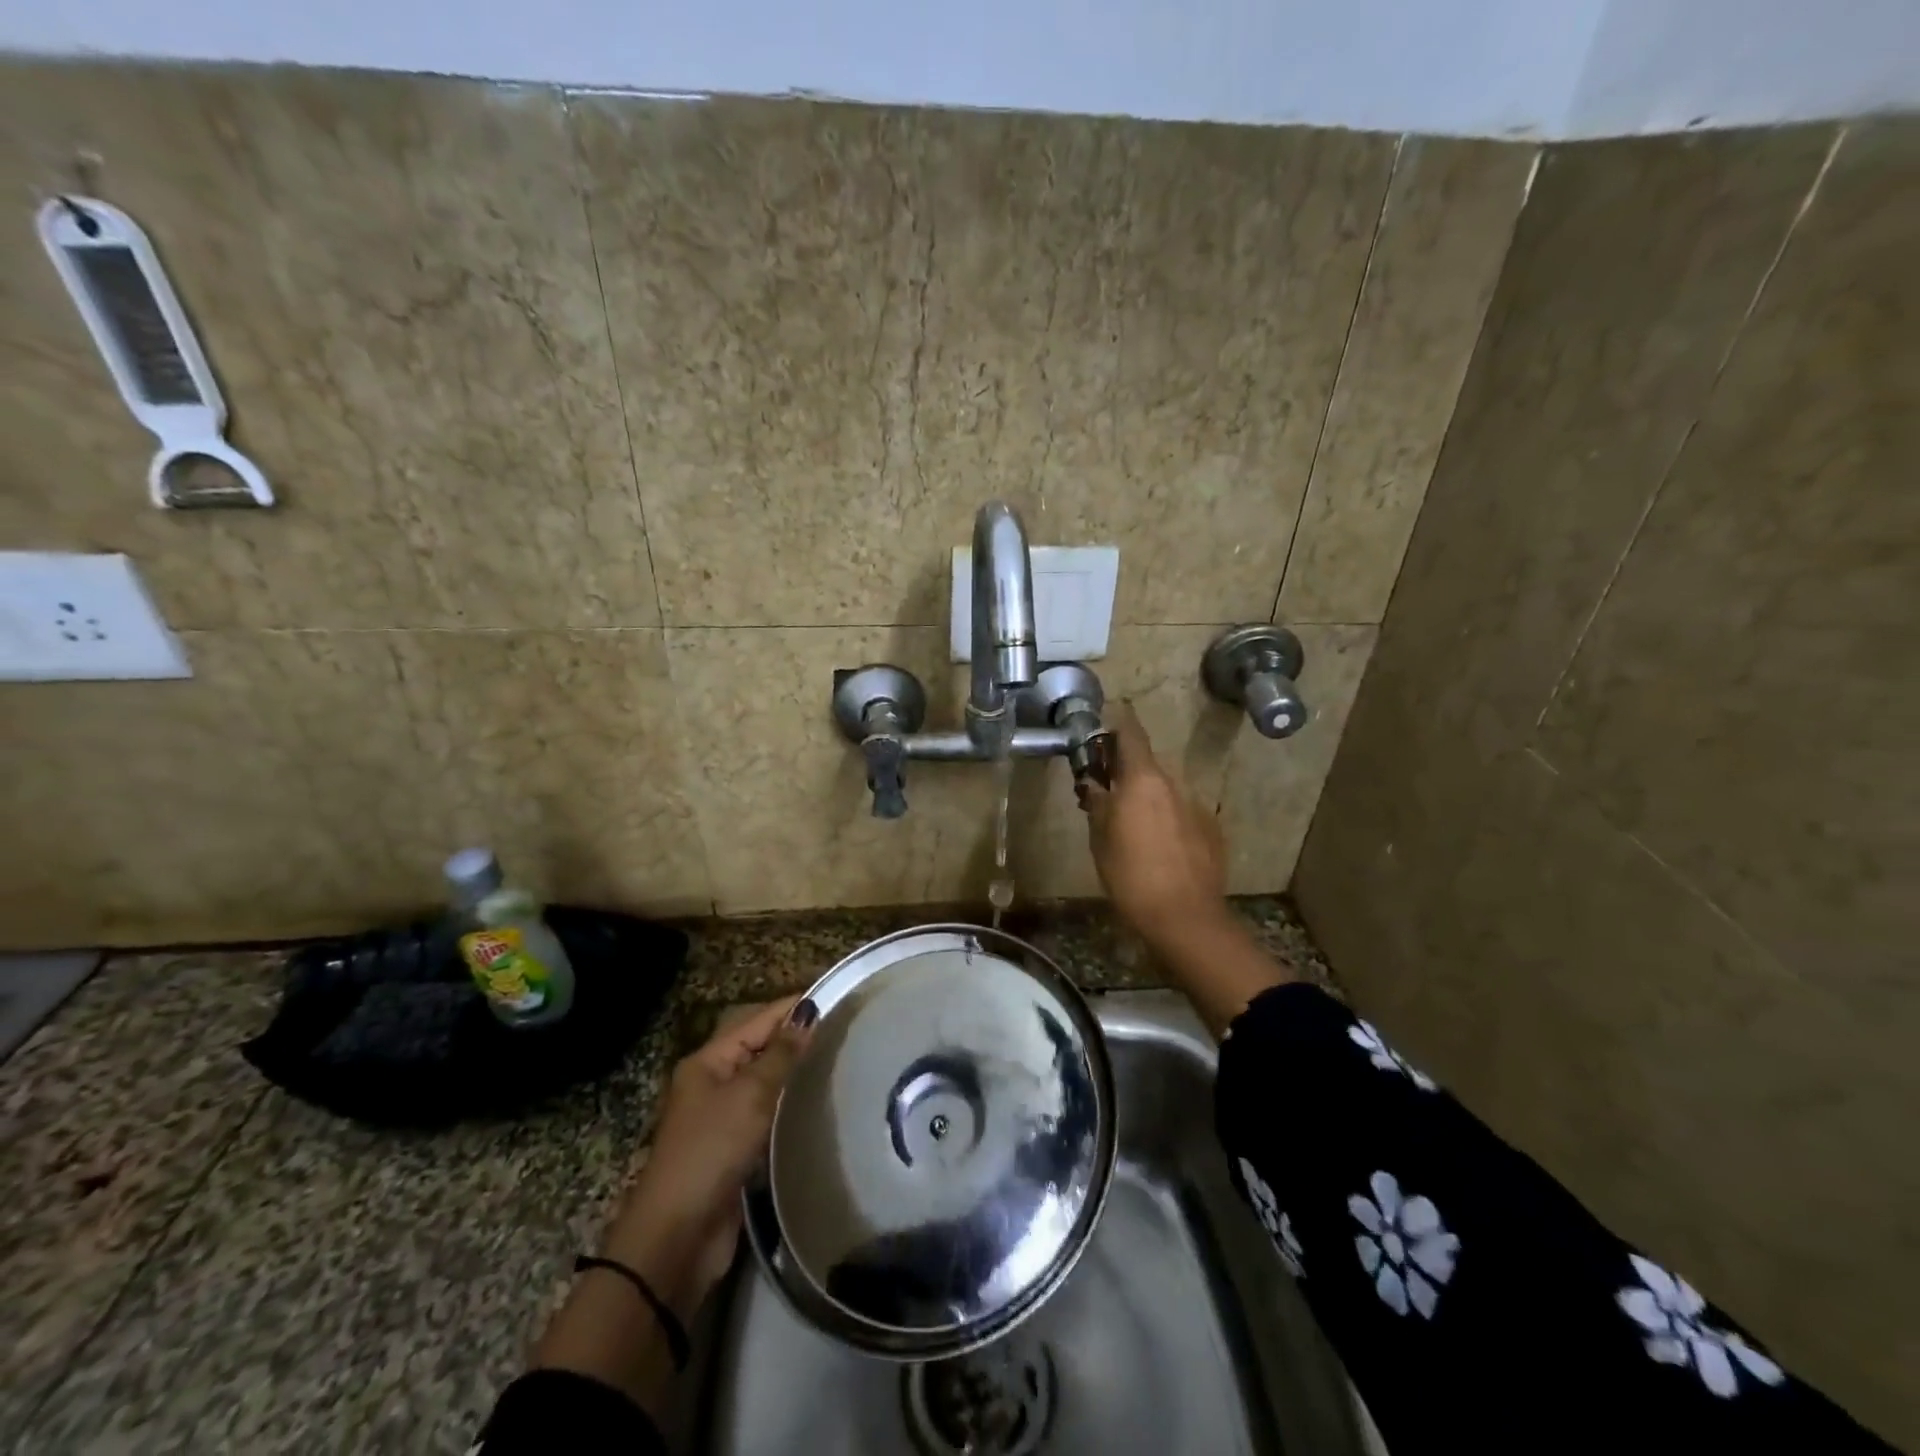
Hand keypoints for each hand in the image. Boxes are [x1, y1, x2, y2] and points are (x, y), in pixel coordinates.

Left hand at [602, 996, 812, 1319]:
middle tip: (845, 1030)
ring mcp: (723, 1117)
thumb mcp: (749, 1095)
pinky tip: (819, 1102)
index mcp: (708, 1061)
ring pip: (766, 1081)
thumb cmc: (711, 1151)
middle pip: (761, 1047)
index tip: (838, 998)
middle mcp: (713, 1082)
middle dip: (797, 1038)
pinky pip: (768, 1113)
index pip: (759, 1020)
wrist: (678, 1237)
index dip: (795, 1008)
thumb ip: (781, 1054)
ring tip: (840, 1061)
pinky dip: (790, 1105)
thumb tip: (808, 1013)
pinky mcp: (735, 1149)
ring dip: (795, 1073)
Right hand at [1080, 704, 1231, 951]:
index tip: (1101, 732)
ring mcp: (1196, 806)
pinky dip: (1167, 820)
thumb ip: (1097, 803)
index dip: (1116, 726)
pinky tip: (1159, 848)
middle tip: (1105, 792)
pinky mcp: (1211, 829)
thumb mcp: (1100, 839)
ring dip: (1147, 798)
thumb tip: (1093, 783)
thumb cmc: (1131, 875)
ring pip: (1165, 790)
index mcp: (1143, 779)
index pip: (1131, 733)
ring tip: (1132, 826)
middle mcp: (1173, 783)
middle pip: (1147, 764)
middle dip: (1125, 772)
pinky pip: (1182, 813)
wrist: (1185, 917)